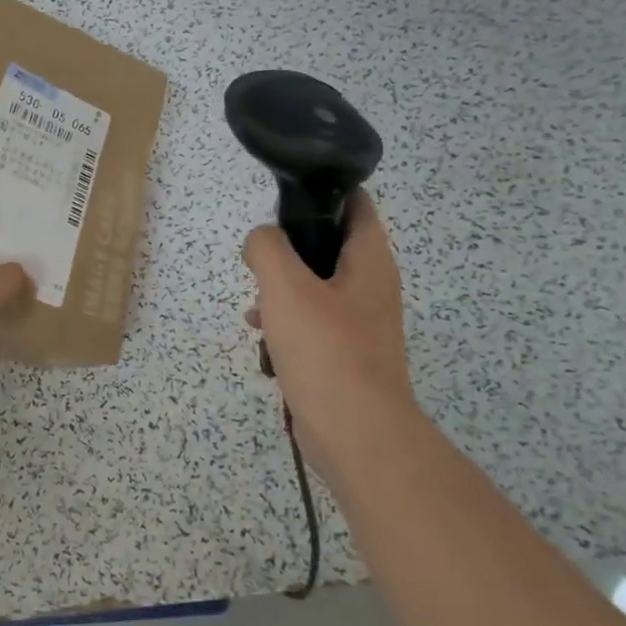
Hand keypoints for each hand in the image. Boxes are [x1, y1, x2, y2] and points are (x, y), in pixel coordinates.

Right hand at [243, 192, 422, 482]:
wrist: (356, 433)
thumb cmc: (325, 350)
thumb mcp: (285, 287)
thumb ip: (267, 249)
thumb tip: (260, 241)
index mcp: (369, 260)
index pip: (355, 203)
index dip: (321, 192)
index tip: (281, 199)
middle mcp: (371, 285)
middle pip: (329, 246)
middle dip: (289, 250)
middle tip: (260, 261)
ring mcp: (361, 322)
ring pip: (315, 287)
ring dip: (281, 291)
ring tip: (254, 308)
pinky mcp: (346, 354)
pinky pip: (313, 324)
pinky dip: (287, 325)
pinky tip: (263, 343)